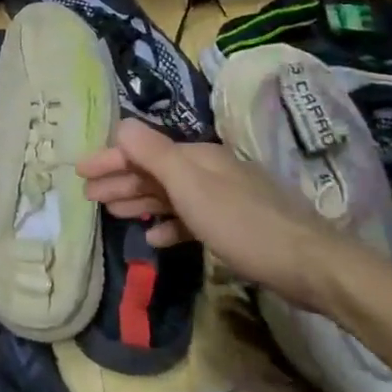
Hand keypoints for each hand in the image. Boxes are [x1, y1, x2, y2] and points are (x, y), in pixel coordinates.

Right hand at [77, 119, 359, 314]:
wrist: (312, 266)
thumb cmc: (242, 223)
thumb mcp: (191, 186)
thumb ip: (153, 155)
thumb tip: (120, 125)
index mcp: (197, 157)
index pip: (141, 150)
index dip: (109, 160)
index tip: (79, 173)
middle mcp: (208, 171)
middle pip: (153, 171)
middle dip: (119, 180)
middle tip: (88, 196)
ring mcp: (222, 198)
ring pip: (169, 194)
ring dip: (138, 201)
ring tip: (112, 213)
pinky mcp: (233, 225)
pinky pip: (189, 219)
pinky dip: (167, 224)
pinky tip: (154, 237)